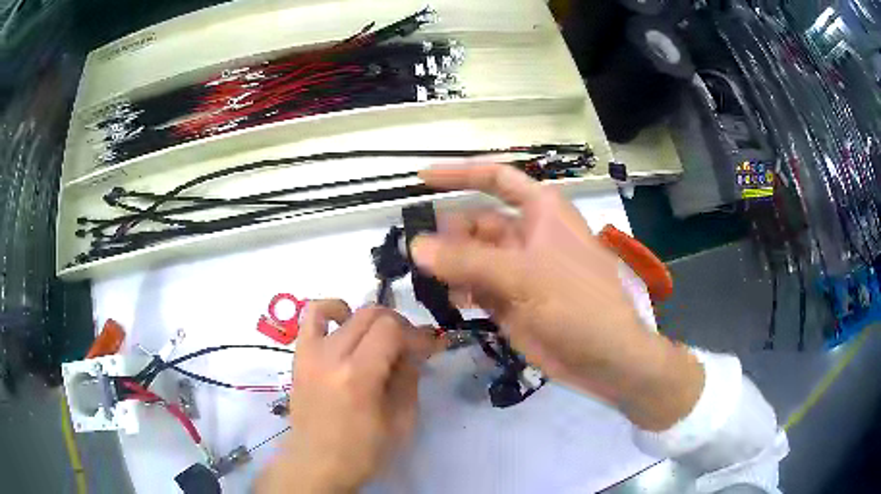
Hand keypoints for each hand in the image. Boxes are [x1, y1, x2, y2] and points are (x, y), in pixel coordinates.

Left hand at [257, 301, 430, 492]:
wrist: (316, 463)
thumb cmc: (362, 451)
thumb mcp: (401, 422)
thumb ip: (409, 379)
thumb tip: (414, 352)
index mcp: (359, 376)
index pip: (392, 330)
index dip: (416, 335)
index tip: (428, 350)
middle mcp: (332, 356)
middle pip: (371, 315)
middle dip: (398, 326)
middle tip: (409, 347)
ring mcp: (311, 353)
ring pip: (346, 311)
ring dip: (370, 319)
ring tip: (378, 337)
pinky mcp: (299, 355)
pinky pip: (311, 316)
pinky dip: (331, 310)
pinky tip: (343, 323)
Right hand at [411, 164, 703, 430]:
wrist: (605, 357)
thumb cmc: (578, 304)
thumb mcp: (524, 275)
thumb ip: (468, 260)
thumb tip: (416, 245)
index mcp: (540, 211)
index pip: (495, 178)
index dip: (459, 174)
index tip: (420, 180)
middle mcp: (526, 235)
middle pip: (475, 222)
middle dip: (446, 234)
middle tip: (415, 254)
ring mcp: (517, 269)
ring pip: (471, 257)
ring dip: (448, 265)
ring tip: (426, 279)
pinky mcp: (510, 301)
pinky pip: (474, 287)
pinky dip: (458, 291)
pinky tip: (448, 301)